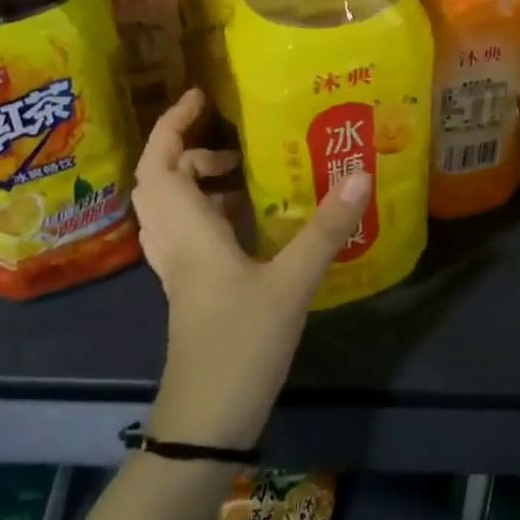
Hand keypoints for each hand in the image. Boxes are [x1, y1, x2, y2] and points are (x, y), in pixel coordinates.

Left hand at [133, 89, 370, 449]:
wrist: (206, 423)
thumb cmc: (240, 345)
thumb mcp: (291, 283)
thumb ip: (325, 229)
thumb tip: (360, 176)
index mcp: (188, 233)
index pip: (159, 166)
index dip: (172, 125)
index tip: (200, 96)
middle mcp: (175, 244)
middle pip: (160, 182)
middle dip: (188, 149)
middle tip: (233, 139)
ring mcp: (181, 270)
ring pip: (173, 209)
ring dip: (199, 180)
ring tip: (246, 173)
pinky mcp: (193, 289)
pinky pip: (191, 233)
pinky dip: (212, 212)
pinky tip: (253, 219)